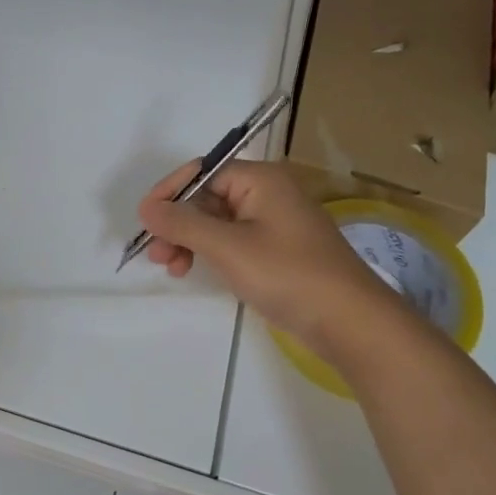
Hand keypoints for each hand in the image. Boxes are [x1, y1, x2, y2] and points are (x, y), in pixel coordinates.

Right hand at [137, 160, 389, 342]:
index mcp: (260, 180)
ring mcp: (273, 223)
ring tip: (172, 267)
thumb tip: (146, 208)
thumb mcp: (228, 247)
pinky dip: (210, 253)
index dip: (170, 193)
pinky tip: (196, 271)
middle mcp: (267, 193)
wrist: (350, 322)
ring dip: (189, 240)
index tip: (145, 220)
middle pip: (207, 198)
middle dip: (177, 223)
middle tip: (156, 254)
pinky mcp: (276, 251)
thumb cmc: (288, 274)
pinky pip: (232, 241)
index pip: (202, 172)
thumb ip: (183, 224)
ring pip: (217, 222)